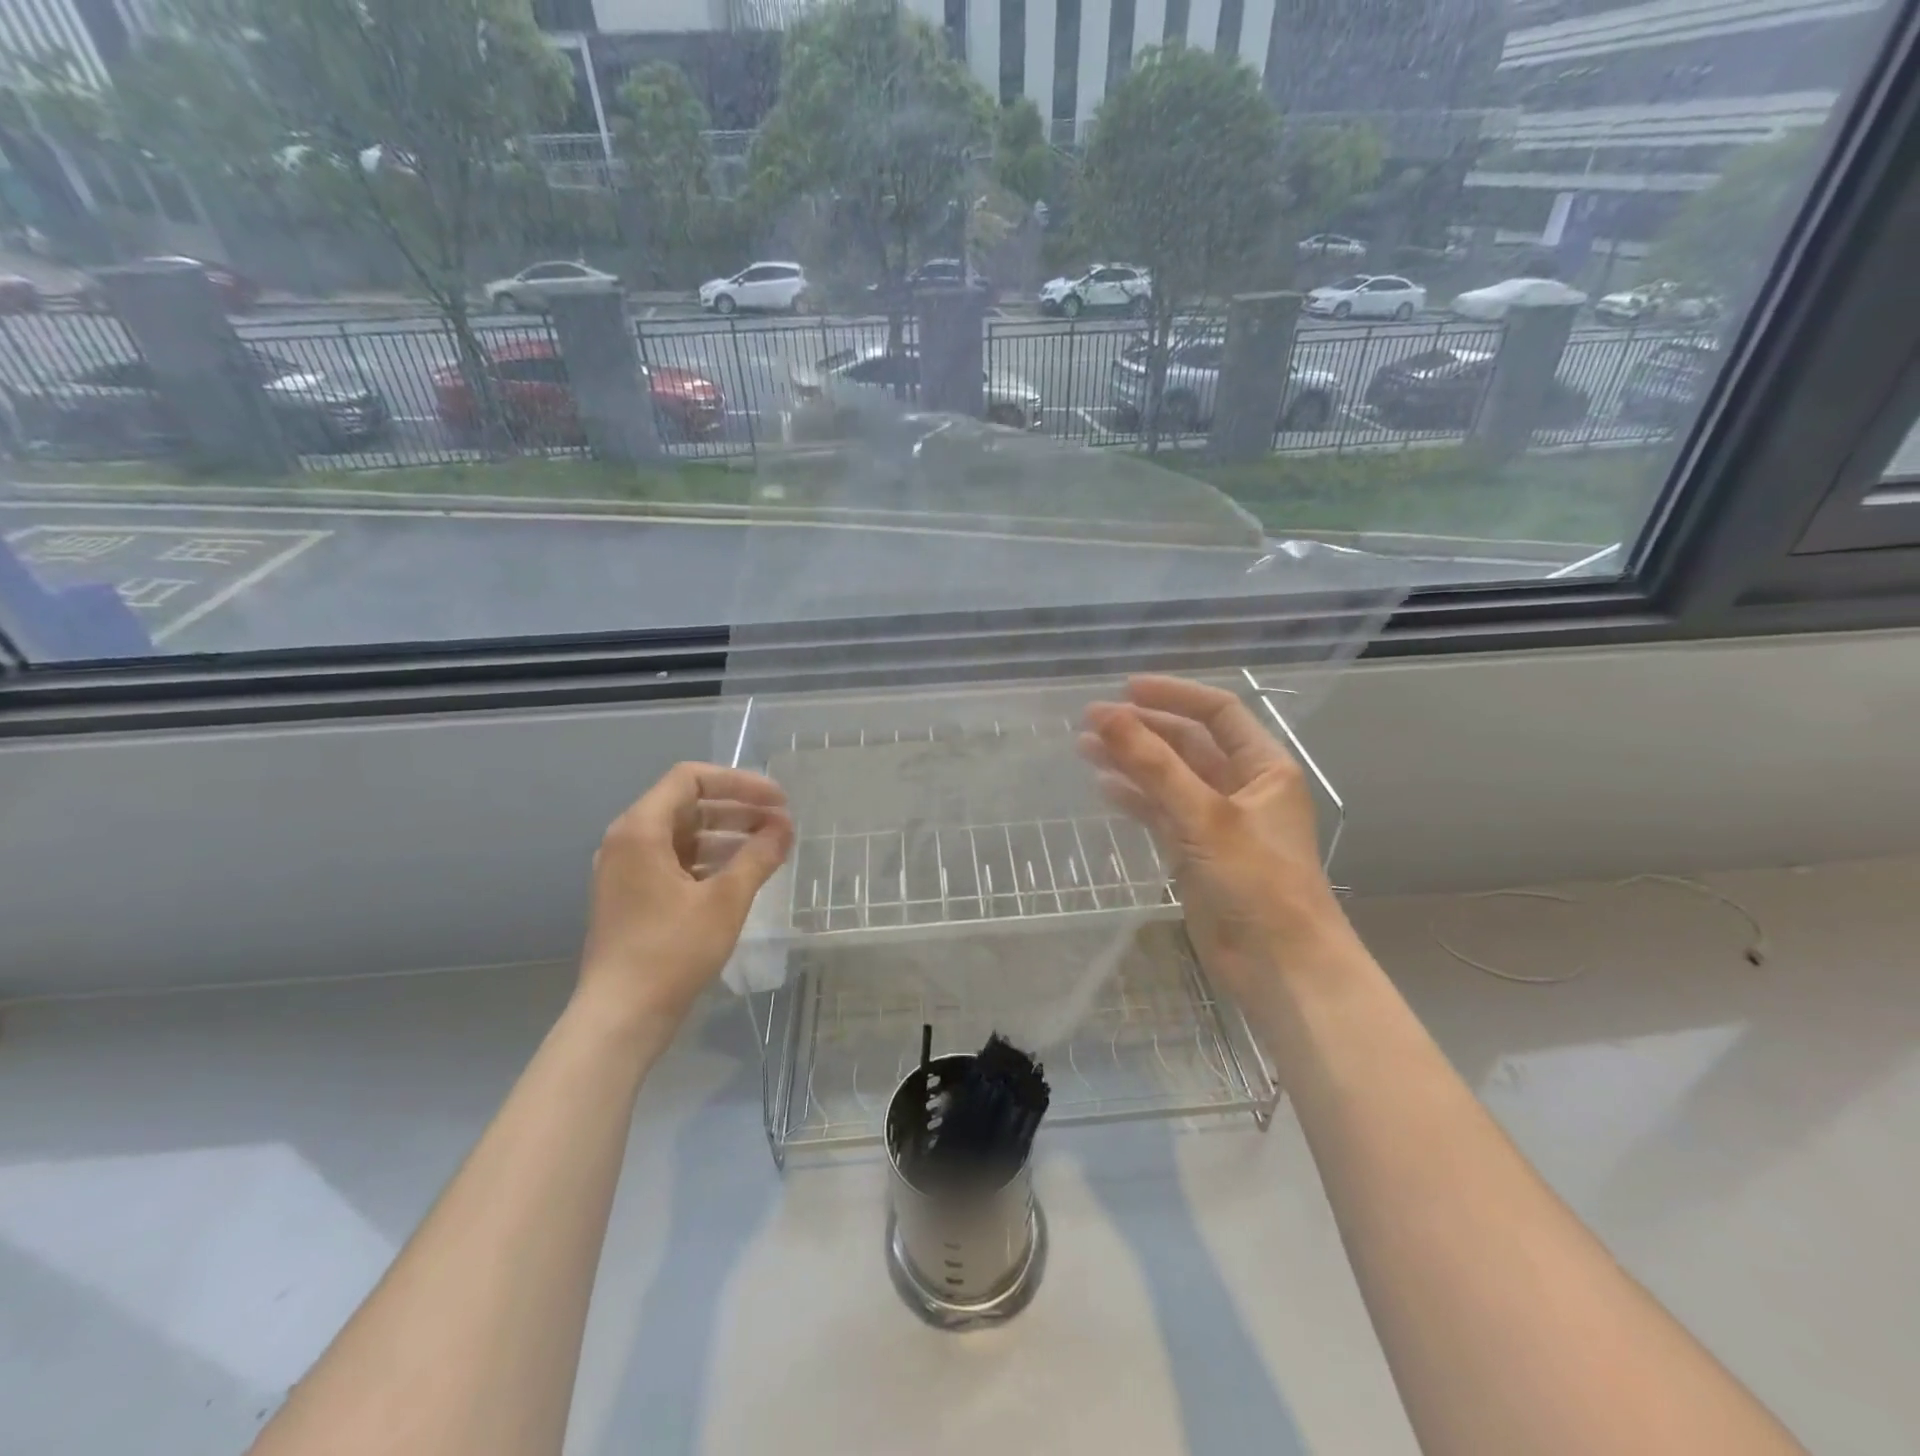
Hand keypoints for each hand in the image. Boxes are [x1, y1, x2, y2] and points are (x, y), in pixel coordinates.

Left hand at [577, 763, 793, 1028]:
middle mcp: (627, 841)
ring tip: (769, 848)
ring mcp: (626, 871)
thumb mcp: (725, 900)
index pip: (690, 779)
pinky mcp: (632, 897)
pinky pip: (675, 861)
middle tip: (780, 823)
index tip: (777, 800)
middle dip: (738, 809)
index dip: (739, 782)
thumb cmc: (671, 952)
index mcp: (640, 830)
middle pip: (687, 805)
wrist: (620, 1018)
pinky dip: (709, 861)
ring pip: (683, 835)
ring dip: (727, 835)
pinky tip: (741, 876)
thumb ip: (758, 856)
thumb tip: (785, 827)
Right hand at [1081, 676, 1349, 1005]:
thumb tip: (1107, 716)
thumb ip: (1154, 765)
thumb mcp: (1206, 816)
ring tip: (1084, 747)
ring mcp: (1217, 822)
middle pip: (1188, 743)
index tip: (1125, 689)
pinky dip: (1135, 799)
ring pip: (1169, 778)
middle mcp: (1242, 787)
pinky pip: (1161, 813)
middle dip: (1143, 729)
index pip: (1217, 712)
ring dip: (1131, 761)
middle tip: (1091, 720)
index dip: (1173, 695)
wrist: (1280, 966)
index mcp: (1264, 767)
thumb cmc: (1257, 882)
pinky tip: (1104, 787)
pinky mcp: (1196, 853)